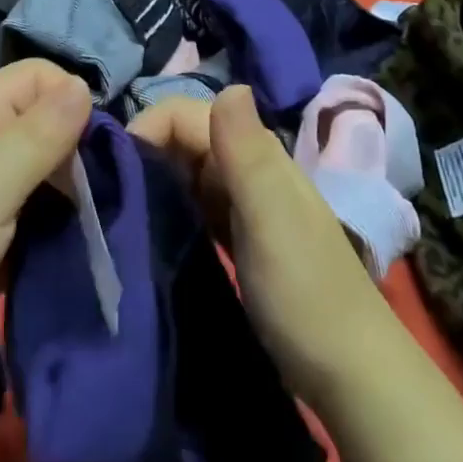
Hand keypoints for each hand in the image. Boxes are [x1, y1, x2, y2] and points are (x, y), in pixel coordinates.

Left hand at [0, 58, 91, 405]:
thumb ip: (39, 134)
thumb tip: (83, 84)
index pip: (36, 78)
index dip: (69, 98)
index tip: (96, 144)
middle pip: (45, 124)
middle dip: (77, 150)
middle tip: (101, 192)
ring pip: (45, 172)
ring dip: (71, 192)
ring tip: (98, 221)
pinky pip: (37, 216)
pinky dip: (58, 226)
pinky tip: (81, 245)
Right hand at [130, 85, 380, 409]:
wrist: (353, 378)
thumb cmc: (306, 294)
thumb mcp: (272, 218)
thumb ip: (248, 151)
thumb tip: (230, 83)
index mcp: (255, 152)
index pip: (185, 113)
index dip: (147, 128)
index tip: (113, 170)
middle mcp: (247, 166)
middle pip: (183, 138)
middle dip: (144, 154)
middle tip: (109, 194)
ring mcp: (244, 203)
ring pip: (185, 171)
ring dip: (153, 181)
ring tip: (120, 211)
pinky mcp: (237, 236)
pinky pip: (193, 204)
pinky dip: (170, 208)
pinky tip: (150, 229)